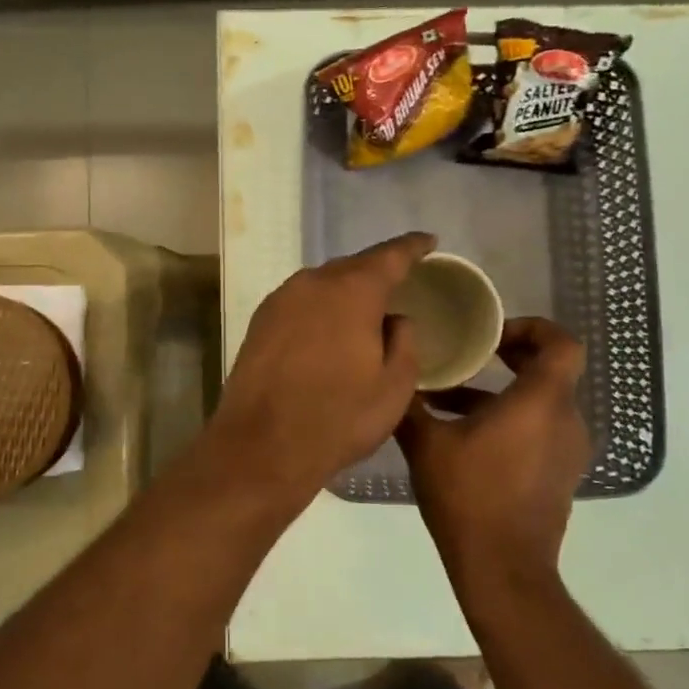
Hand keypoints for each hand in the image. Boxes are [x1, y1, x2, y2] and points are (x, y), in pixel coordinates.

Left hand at [210, 232, 434, 496]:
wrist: (262, 446)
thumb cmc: (338, 418)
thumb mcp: (394, 387)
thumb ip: (404, 342)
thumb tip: (395, 320)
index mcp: (352, 291)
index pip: (390, 256)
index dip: (413, 247)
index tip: (429, 242)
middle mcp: (313, 283)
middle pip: (353, 266)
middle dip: (377, 272)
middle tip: (399, 284)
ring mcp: (280, 301)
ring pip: (322, 284)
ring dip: (345, 292)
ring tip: (364, 310)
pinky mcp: (259, 323)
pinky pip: (300, 303)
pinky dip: (320, 308)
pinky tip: (327, 329)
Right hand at [396, 317, 590, 593]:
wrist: (502, 567)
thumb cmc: (468, 496)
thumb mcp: (426, 444)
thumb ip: (410, 404)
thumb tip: (393, 372)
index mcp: (540, 402)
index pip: (562, 343)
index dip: (533, 328)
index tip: (494, 336)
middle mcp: (565, 420)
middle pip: (552, 371)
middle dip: (513, 357)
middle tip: (474, 356)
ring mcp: (568, 451)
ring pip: (543, 403)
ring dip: (505, 394)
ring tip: (454, 400)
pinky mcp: (561, 476)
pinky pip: (541, 431)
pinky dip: (513, 422)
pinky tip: (467, 438)